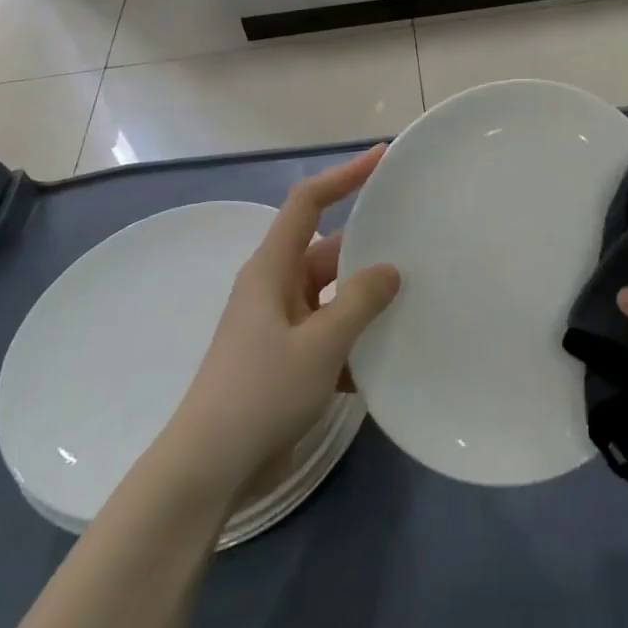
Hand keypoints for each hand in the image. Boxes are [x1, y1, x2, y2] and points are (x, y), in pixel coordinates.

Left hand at [156, 146, 399, 504]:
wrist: (209, 469)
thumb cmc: (260, 393)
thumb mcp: (320, 344)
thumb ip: (360, 301)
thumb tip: (391, 269)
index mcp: (272, 269)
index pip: (308, 202)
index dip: (344, 175)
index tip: (382, 158)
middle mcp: (275, 288)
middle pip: (329, 251)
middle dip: (370, 247)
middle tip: (418, 240)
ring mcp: (280, 325)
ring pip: (334, 296)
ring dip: (367, 300)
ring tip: (417, 298)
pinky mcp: (287, 359)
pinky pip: (330, 333)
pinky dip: (356, 340)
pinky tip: (390, 357)